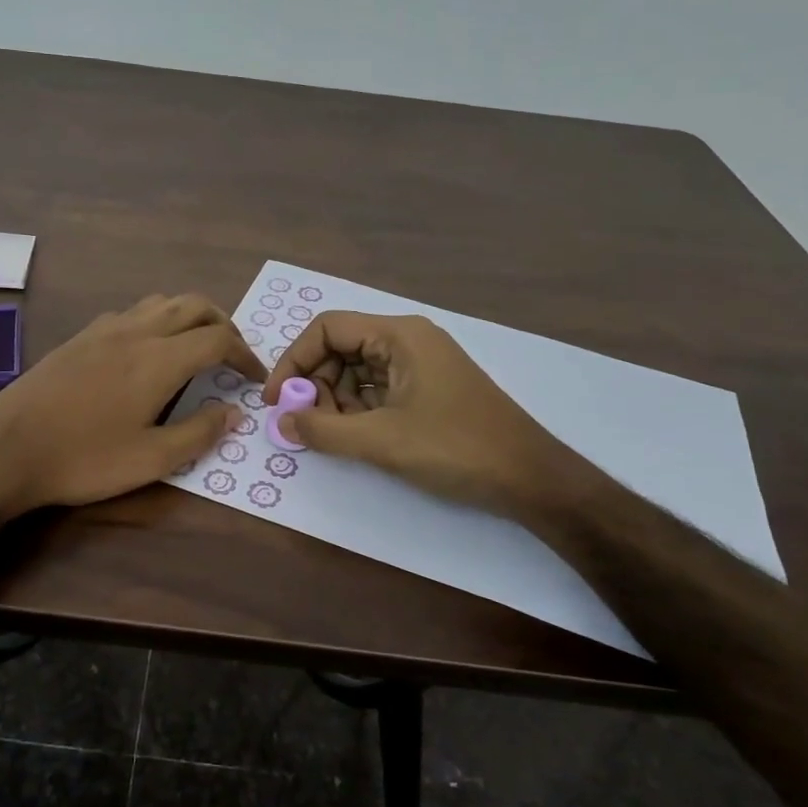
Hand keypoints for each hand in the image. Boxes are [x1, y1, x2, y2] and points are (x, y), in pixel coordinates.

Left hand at [0, 294, 263, 515]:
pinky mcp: (81, 336)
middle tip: (232, 356)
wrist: (6, 450)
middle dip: (223, 325)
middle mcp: (136, 332)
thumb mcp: (151, 460)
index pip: (218, 339)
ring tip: (196, 348)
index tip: (254, 378)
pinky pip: (133, 312)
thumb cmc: (84, 459)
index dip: (245, 355)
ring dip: (190, 317)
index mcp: (158, 359)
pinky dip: (157, 320)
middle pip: (194, 305)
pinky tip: (148, 351)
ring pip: (161, 302)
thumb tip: (234, 413)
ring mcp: (104, 329)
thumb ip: (199, 433)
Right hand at [264, 312, 587, 518]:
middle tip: (306, 424)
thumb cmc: (455, 449)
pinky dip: (359, 409)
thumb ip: (324, 430)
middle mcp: (408, 340)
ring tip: (332, 435)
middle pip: (341, 348)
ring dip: (335, 400)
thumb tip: (281, 422)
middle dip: (315, 384)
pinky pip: (379, 388)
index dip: (294, 360)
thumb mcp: (381, 441)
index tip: (277, 400)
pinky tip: (356, 437)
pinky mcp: (428, 389)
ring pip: (358, 371)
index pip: (327, 328)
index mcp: (399, 335)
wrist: (530, 478)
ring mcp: (421, 365)